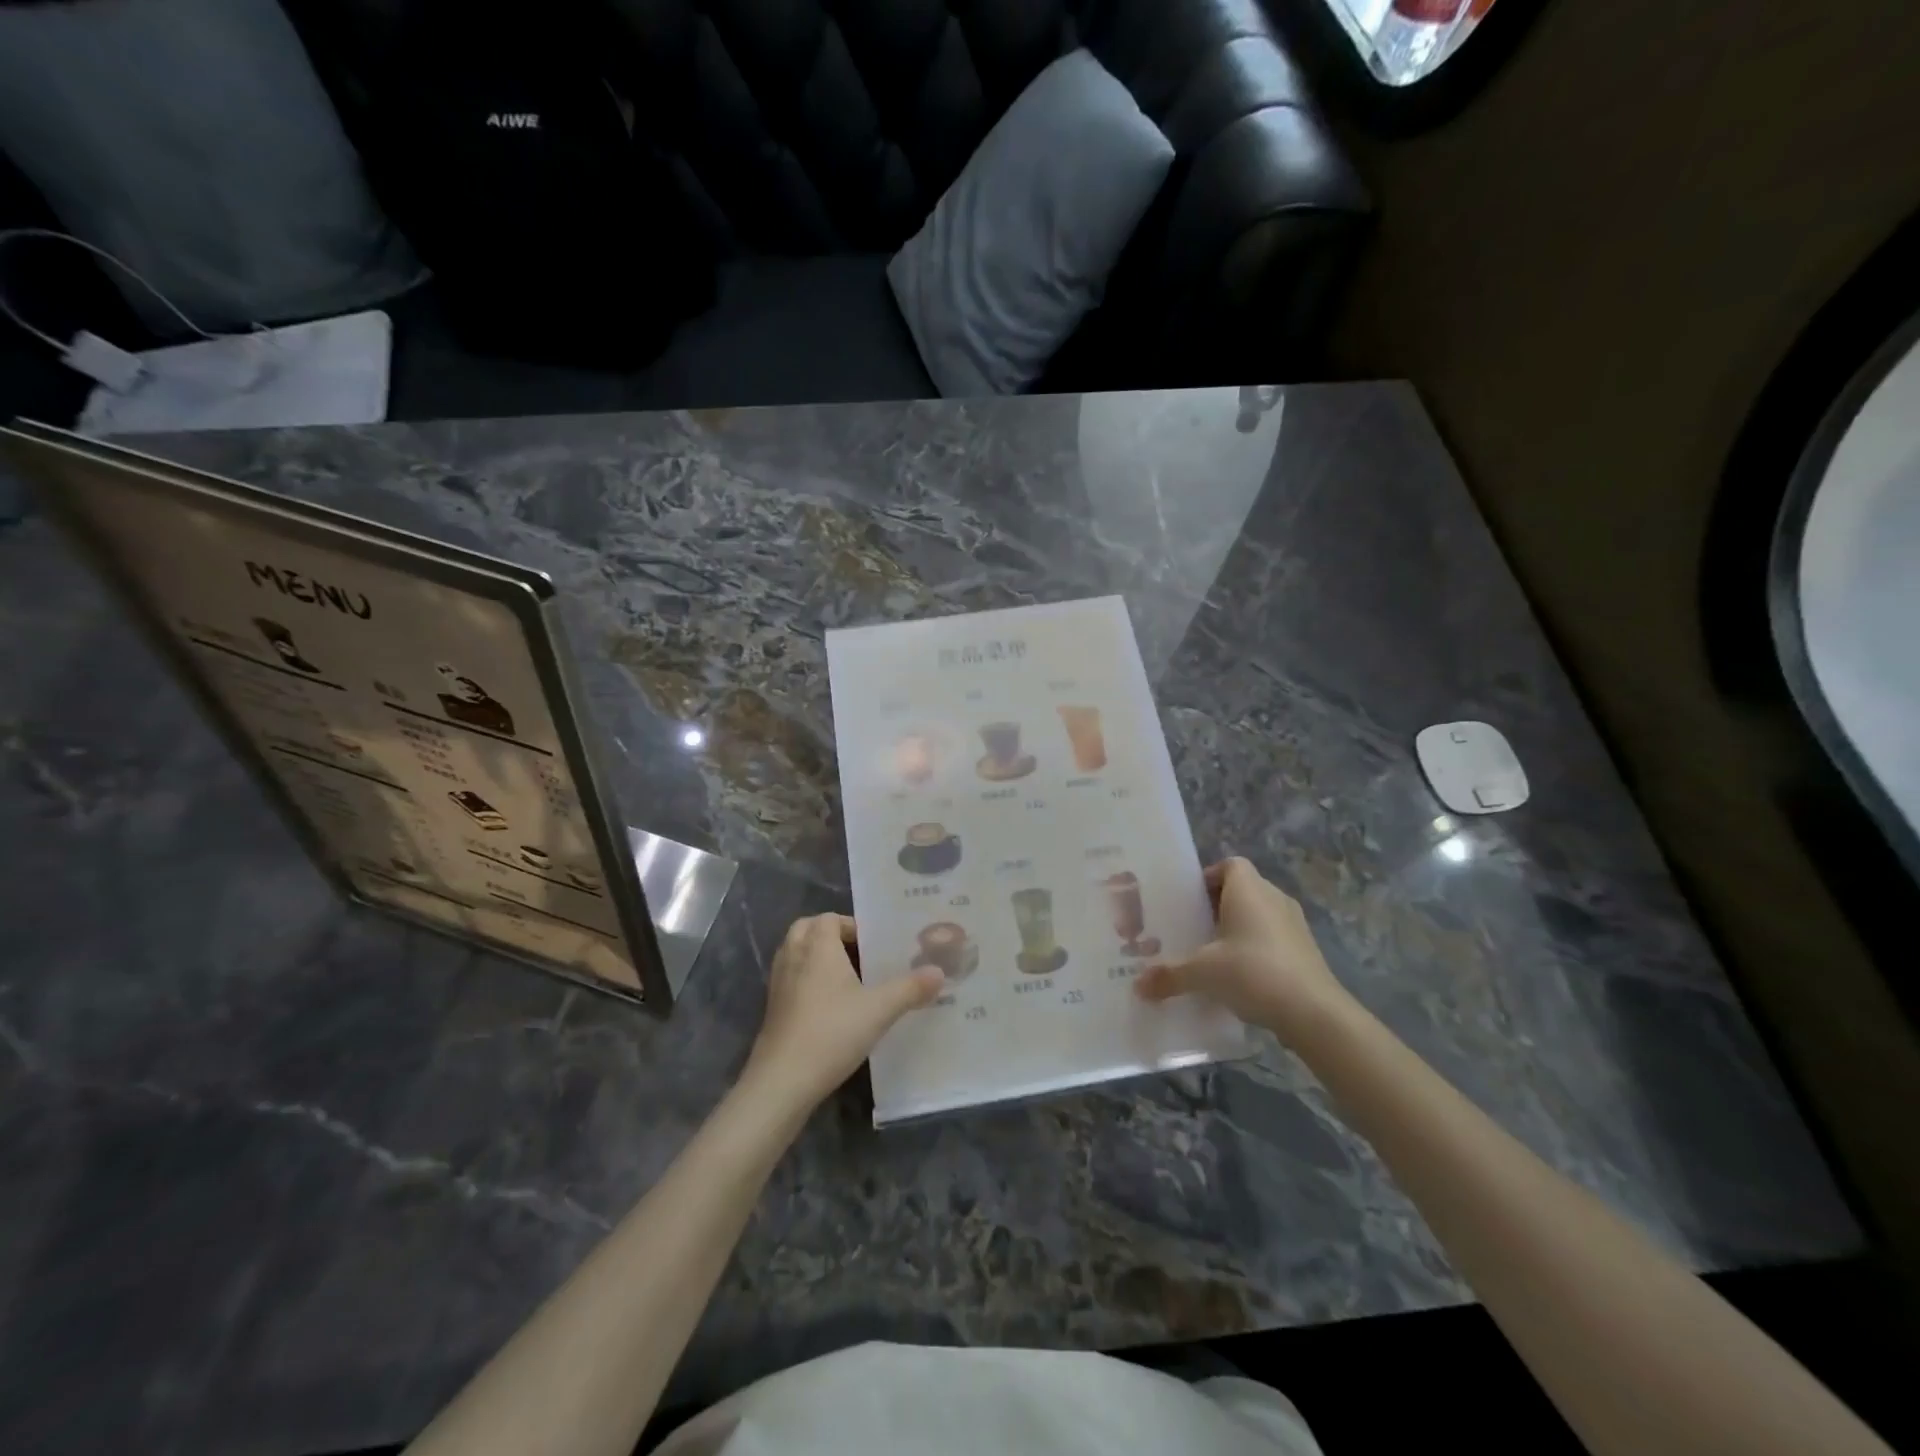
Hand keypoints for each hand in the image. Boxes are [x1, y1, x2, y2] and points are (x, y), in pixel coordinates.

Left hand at [744, 914, 942, 1108]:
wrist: (782, 1081)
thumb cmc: (832, 1032)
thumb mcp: (879, 1010)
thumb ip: (910, 989)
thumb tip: (939, 972)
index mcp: (817, 947)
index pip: (828, 918)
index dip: (850, 924)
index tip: (873, 944)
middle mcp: (793, 957)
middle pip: (806, 929)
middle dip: (829, 935)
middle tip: (857, 953)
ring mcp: (778, 984)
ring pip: (795, 954)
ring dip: (816, 956)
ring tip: (846, 977)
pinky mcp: (772, 1009)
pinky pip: (790, 978)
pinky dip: (806, 980)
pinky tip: (828, 1005)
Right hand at [1135, 858, 1352, 1041]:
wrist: (1314, 1012)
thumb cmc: (1253, 972)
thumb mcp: (1202, 973)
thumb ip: (1169, 976)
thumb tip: (1138, 986)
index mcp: (1249, 890)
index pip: (1230, 865)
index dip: (1209, 877)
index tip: (1189, 901)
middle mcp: (1274, 898)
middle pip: (1243, 889)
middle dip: (1217, 906)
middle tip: (1193, 929)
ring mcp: (1295, 925)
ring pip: (1259, 915)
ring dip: (1238, 929)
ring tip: (1213, 954)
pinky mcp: (1306, 951)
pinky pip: (1274, 938)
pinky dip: (1256, 949)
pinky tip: (1240, 977)